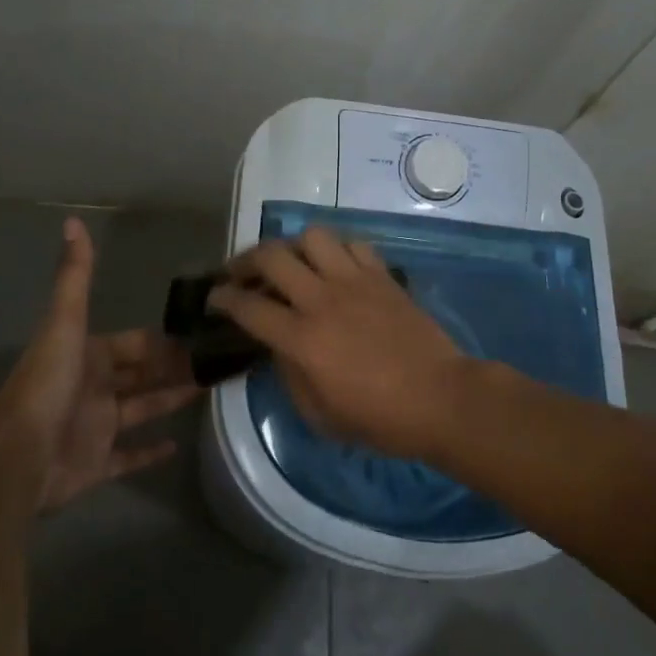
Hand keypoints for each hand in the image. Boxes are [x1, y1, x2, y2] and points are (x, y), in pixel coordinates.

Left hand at [0, 217, 198, 511]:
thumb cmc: (47, 385)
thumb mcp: (64, 323)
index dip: (163, 340)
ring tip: (210, 391)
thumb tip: (72, 221)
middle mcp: (94, 388)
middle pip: (142, 374)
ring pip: (142, 409)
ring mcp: (96, 428)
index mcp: (89, 355)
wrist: (18, 457)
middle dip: (174, 367)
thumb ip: (75, 276)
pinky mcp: (97, 465)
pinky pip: (129, 456)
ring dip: (171, 400)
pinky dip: (150, 453)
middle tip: (216, 362)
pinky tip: (177, 445)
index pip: (134, 343)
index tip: (199, 334)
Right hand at [207, 228, 463, 458]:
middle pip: (272, 257)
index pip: (248, 307)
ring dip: (294, 247)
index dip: (223, 299)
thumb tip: (279, 345)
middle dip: (246, 260)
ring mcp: (355, 281)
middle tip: (241, 273)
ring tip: (292, 263)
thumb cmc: (380, 419)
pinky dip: (336, 251)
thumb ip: (290, 375)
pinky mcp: (382, 275)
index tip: (214, 297)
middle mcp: (322, 299)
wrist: (441, 397)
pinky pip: (352, 245)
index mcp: (302, 338)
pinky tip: (335, 267)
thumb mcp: (320, 414)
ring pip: (313, 237)